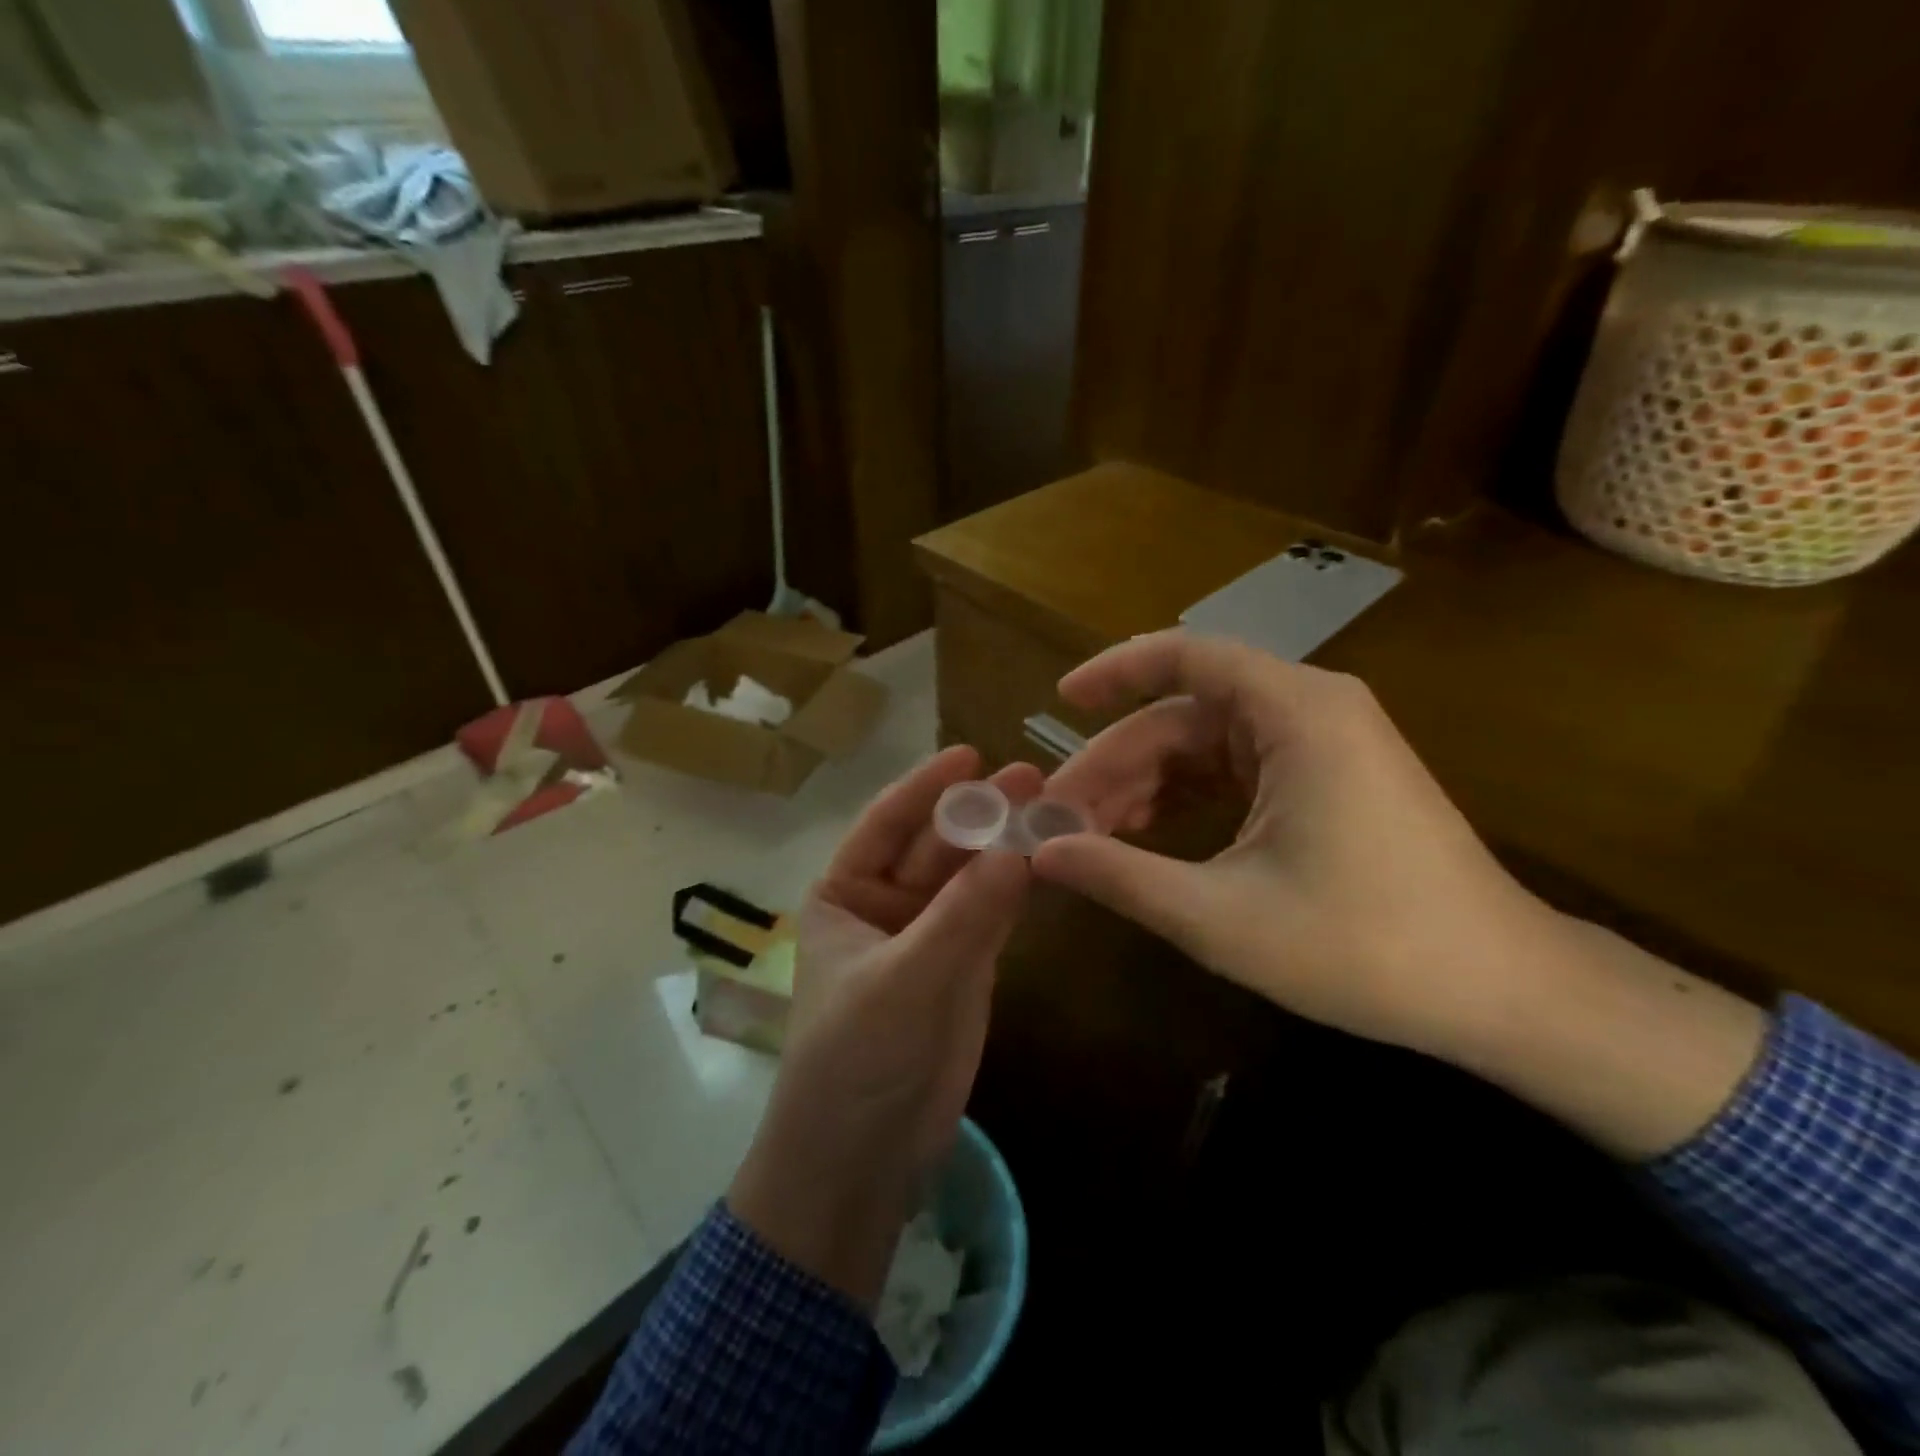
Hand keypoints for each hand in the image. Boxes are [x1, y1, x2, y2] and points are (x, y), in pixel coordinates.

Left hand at [729, 746, 1037, 1307]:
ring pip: (971, 876)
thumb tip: (1018, 849)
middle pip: (937, 845)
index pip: (886, 823)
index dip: (926, 787)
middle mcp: (884, 902)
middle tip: (1032, 777)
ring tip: (1052, 806)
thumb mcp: (902, 980)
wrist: (863, 1158)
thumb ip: (961, 916)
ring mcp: (929, 933)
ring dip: (1006, 845)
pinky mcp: (966, 966)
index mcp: (844, 892)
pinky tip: (1050, 857)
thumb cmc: (854, 1058)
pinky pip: (993, 913)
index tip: (970, 752)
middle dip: (979, 813)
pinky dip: (1019, 887)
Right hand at [1035, 631, 1765, 1158]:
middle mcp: (1310, 709)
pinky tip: (1144, 839)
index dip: (1114, 672)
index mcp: (1295, 713)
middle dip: (1115, 763)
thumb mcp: (1221, 916)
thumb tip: (1040, 853)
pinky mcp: (1327, 780)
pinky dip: (1185, 800)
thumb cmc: (1364, 947)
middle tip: (1056, 816)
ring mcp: (1322, 744)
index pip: (1185, 656)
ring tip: (1088, 836)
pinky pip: (1235, 771)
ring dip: (1145, 786)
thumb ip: (1120, 876)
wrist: (1503, 993)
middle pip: (1184, 716)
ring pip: (1205, 747)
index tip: (1057, 702)